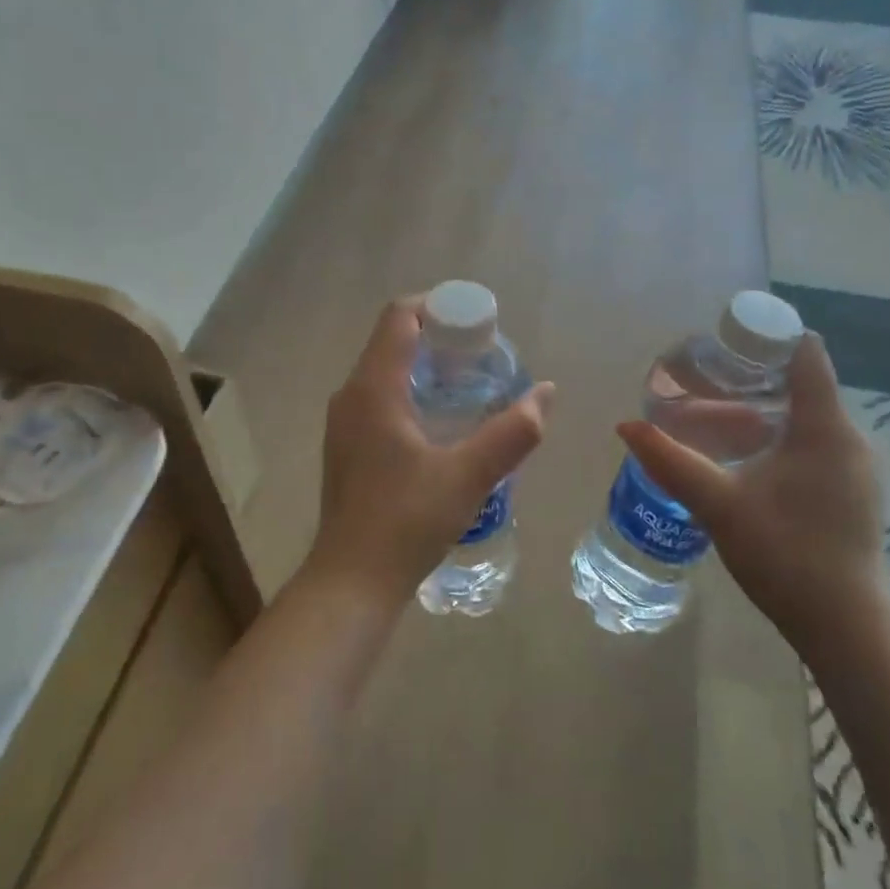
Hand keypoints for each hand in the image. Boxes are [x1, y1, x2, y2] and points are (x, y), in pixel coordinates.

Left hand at [310, 297, 554, 605]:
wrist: (351, 582)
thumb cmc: (406, 521)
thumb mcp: (469, 476)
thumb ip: (513, 432)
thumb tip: (545, 391)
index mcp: (373, 388)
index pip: (399, 316)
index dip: (438, 307)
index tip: (477, 323)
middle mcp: (351, 394)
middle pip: (393, 339)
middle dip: (439, 336)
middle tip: (482, 355)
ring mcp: (344, 422)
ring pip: (385, 369)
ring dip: (426, 365)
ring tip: (469, 385)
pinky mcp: (347, 445)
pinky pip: (379, 396)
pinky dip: (411, 390)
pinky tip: (441, 422)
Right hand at [617, 334, 886, 657]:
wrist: (846, 628)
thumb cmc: (785, 555)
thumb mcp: (718, 504)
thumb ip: (670, 461)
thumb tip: (625, 426)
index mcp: (824, 428)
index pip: (804, 354)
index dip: (765, 337)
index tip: (721, 340)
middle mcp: (847, 438)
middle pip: (801, 382)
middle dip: (751, 374)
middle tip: (700, 376)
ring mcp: (854, 466)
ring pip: (806, 414)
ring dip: (762, 406)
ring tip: (712, 411)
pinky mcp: (850, 490)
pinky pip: (812, 440)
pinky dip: (777, 433)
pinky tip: (743, 453)